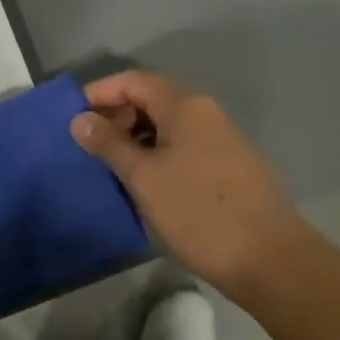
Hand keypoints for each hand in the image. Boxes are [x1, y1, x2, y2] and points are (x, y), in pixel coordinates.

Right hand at [71, 71, 311, 305]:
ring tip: (110, 166)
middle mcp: (205, 113)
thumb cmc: (198, 212)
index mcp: (185, 106)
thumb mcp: (144, 178)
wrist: (268, 258)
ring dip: (136, 138)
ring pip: (167, 126)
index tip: (71, 115)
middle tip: (88, 146)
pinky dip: (157, 154)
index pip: (134, 80)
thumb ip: (109, 144)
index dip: (100, 92)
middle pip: (152, 99)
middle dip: (116, 116)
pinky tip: (144, 182)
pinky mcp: (229, 165)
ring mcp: (221, 139)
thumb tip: (79, 119)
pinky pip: (183, 146)